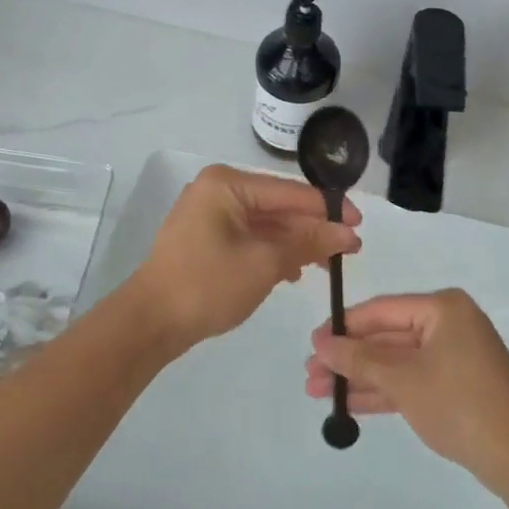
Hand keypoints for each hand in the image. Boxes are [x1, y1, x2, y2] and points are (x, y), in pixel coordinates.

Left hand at [128, 165, 360, 350]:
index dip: (328, 209)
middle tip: (348, 251)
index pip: (290, 192)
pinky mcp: (204, 237)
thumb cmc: (207, 285)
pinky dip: (271, 251)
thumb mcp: (265, 263)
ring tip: (325, 265)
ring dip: (294, 243)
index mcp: (228, 184)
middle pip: (278, 206)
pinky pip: (248, 236)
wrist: (149, 324)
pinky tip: (292, 271)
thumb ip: (307, 242)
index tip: (359, 227)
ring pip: (264, 223)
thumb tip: (347, 232)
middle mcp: (217, 189)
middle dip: (312, 229)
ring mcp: (208, 213)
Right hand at [305, 289, 508, 488]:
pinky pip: (412, 380)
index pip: (382, 310)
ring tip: (319, 392)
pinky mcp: (458, 386)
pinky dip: (384, 391)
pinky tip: (350, 405)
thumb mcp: (403, 379)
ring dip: (361, 377)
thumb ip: (360, 359)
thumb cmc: (459, 403)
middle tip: (310, 374)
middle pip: (387, 337)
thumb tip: (321, 343)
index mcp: (442, 308)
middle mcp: (449, 324)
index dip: (344, 327)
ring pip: (397, 362)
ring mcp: (455, 356)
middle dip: (349, 358)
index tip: (312, 343)